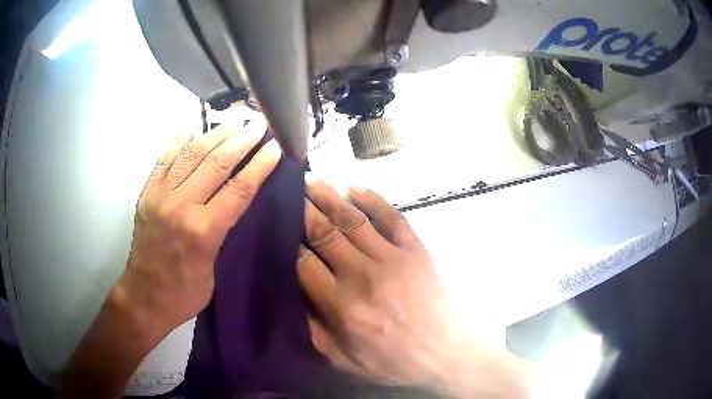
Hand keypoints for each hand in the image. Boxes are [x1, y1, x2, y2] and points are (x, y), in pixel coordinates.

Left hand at [117, 119, 280, 335]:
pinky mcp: (146, 193)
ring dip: (215, 134)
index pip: (238, 189)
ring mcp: (159, 196)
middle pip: (217, 163)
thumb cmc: (184, 293)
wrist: (144, 297)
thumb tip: (236, 199)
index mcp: (202, 232)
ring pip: (191, 155)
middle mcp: (180, 206)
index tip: (276, 146)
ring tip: (234, 120)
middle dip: (242, 140)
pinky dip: (178, 142)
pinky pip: (164, 160)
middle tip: (259, 122)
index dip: (260, 164)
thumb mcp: (214, 269)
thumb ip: (223, 231)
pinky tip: (191, 129)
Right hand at [298, 177, 529, 396]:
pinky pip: (392, 218)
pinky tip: (355, 187)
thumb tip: (291, 295)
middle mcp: (363, 275)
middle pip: (324, 233)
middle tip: (289, 188)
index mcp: (341, 305)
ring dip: (329, 197)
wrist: (443, 353)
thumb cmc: (390, 360)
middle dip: (303, 209)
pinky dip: (373, 200)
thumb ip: (312, 329)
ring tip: (312, 179)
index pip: (303, 263)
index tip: (278, 225)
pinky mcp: (416, 251)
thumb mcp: (342, 358)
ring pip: (353, 220)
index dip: (287, 242)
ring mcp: (393, 259)